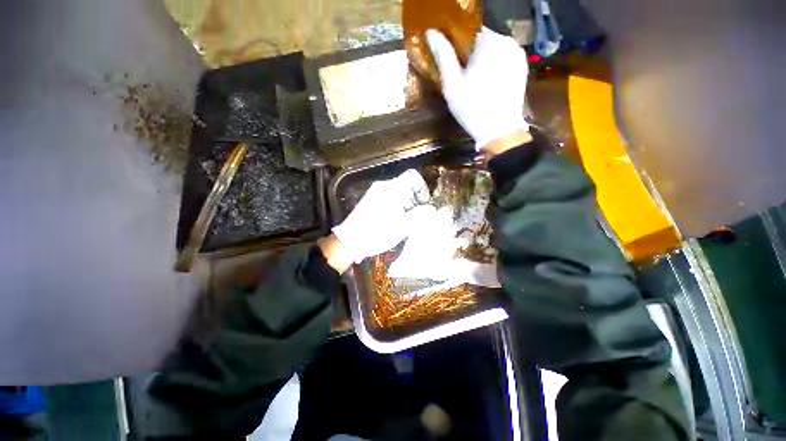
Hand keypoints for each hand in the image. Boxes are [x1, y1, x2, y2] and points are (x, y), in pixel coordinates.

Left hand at [332, 169, 429, 263]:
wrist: (349, 241)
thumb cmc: (377, 233)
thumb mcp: (403, 226)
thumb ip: (420, 215)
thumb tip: (431, 209)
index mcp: (392, 188)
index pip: (412, 176)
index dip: (423, 187)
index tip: (425, 202)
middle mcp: (382, 186)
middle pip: (405, 185)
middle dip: (415, 199)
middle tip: (417, 215)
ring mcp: (374, 193)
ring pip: (397, 192)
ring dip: (406, 204)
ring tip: (406, 221)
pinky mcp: (370, 201)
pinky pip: (388, 198)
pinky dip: (396, 206)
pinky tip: (394, 221)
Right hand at [426, 27, 529, 151]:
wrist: (499, 130)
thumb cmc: (472, 107)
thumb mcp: (452, 84)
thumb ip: (443, 55)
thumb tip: (431, 33)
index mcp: (489, 41)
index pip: (468, 31)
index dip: (457, 45)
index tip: (452, 62)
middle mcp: (507, 41)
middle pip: (483, 40)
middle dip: (471, 53)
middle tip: (462, 75)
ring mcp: (518, 54)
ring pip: (494, 49)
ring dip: (483, 59)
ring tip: (475, 81)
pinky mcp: (523, 67)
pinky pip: (504, 59)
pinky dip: (495, 66)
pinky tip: (488, 84)